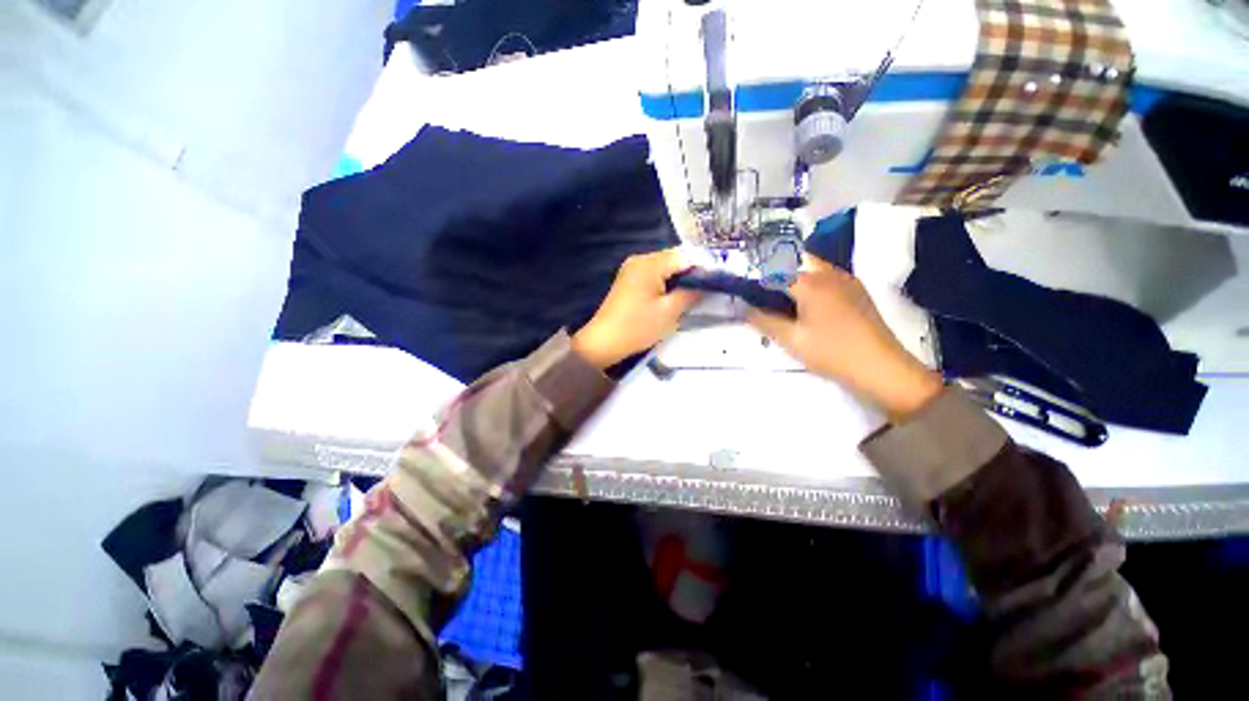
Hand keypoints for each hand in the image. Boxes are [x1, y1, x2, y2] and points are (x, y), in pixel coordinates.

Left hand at [572, 248, 701, 369]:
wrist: (604, 341)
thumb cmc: (638, 327)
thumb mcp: (669, 312)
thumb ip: (691, 293)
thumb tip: (707, 284)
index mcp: (650, 264)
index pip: (685, 257)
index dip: (704, 268)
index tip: (718, 282)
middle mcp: (640, 259)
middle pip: (674, 259)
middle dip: (692, 273)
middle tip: (709, 289)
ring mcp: (632, 269)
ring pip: (665, 267)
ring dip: (680, 278)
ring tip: (695, 294)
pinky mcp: (629, 280)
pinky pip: (654, 275)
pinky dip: (667, 283)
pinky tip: (675, 295)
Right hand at [747, 257, 943, 419]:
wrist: (881, 367)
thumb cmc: (832, 352)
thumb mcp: (792, 339)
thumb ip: (764, 320)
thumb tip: (742, 308)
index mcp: (810, 283)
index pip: (775, 268)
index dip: (756, 274)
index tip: (743, 285)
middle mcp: (829, 273)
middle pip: (795, 260)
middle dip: (775, 269)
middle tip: (760, 291)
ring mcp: (846, 279)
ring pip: (812, 265)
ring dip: (792, 274)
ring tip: (778, 296)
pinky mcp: (856, 289)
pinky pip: (826, 275)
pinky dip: (809, 280)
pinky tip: (804, 302)